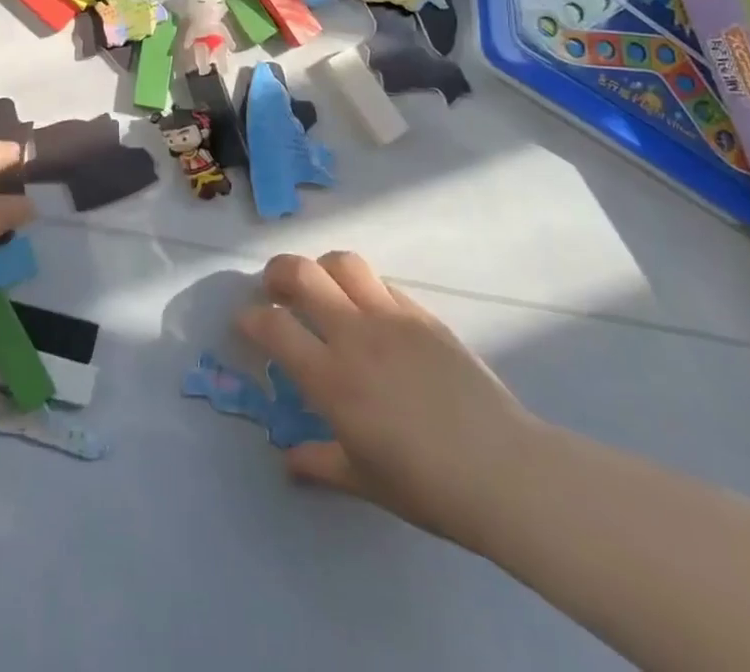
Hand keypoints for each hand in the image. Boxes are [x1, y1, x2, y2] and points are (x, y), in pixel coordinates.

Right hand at [239, 251, 542, 552]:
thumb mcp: (365, 481)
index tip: (245, 323)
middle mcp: (354, 335)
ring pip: (342, 263)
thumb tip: (288, 460)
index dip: (250, 318)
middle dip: (277, 273)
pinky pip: (382, 283)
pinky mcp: (422, 315)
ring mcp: (391, 318)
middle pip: (302, 274)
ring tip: (320, 287)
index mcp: (331, 378)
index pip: (273, 327)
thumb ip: (319, 462)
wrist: (504, 471)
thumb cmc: (427, 486)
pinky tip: (369, 311)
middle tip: (273, 288)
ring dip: (321, 268)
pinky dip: (363, 287)